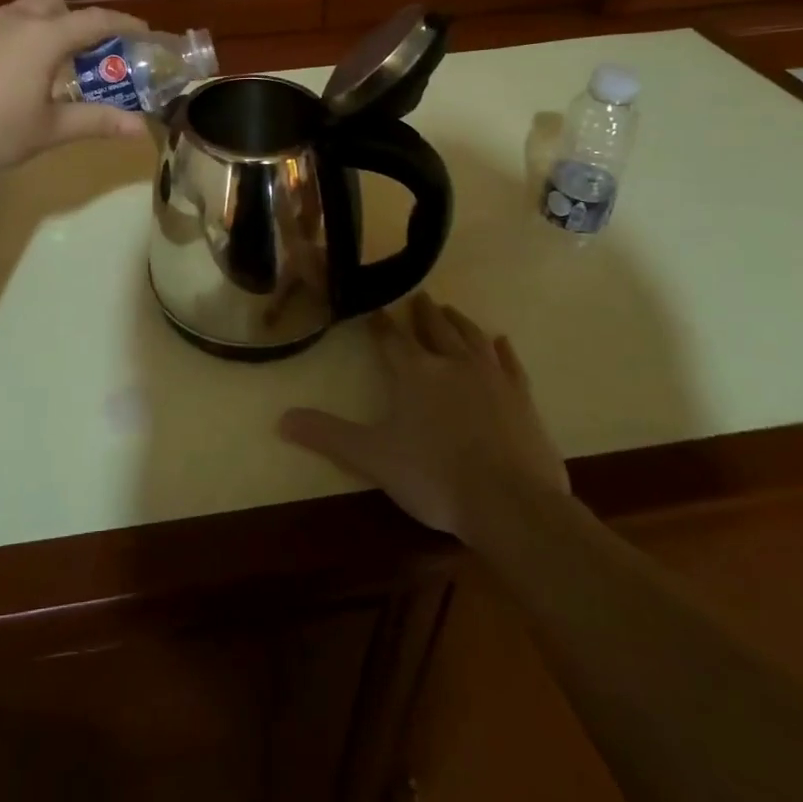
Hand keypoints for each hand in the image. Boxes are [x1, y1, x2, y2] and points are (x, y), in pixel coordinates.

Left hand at [0, 0, 151, 176]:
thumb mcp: (48, 130)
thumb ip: (95, 122)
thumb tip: (139, 127)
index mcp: (44, 36)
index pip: (95, 19)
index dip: (123, 23)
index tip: (142, 32)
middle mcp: (14, 20)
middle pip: (55, 3)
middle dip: (75, 21)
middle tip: (84, 57)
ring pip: (23, 13)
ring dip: (43, 30)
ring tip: (46, 71)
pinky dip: (15, 41)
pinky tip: (5, 78)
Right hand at [279, 295, 568, 535]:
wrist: (511, 505)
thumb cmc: (435, 477)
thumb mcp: (372, 458)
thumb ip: (327, 435)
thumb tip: (280, 419)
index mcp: (414, 372)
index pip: (390, 338)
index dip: (379, 324)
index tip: (372, 310)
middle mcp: (452, 363)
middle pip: (434, 328)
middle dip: (423, 312)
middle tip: (418, 296)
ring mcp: (491, 378)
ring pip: (471, 337)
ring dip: (458, 321)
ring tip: (450, 310)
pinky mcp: (522, 398)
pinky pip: (510, 364)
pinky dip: (503, 350)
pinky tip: (500, 341)